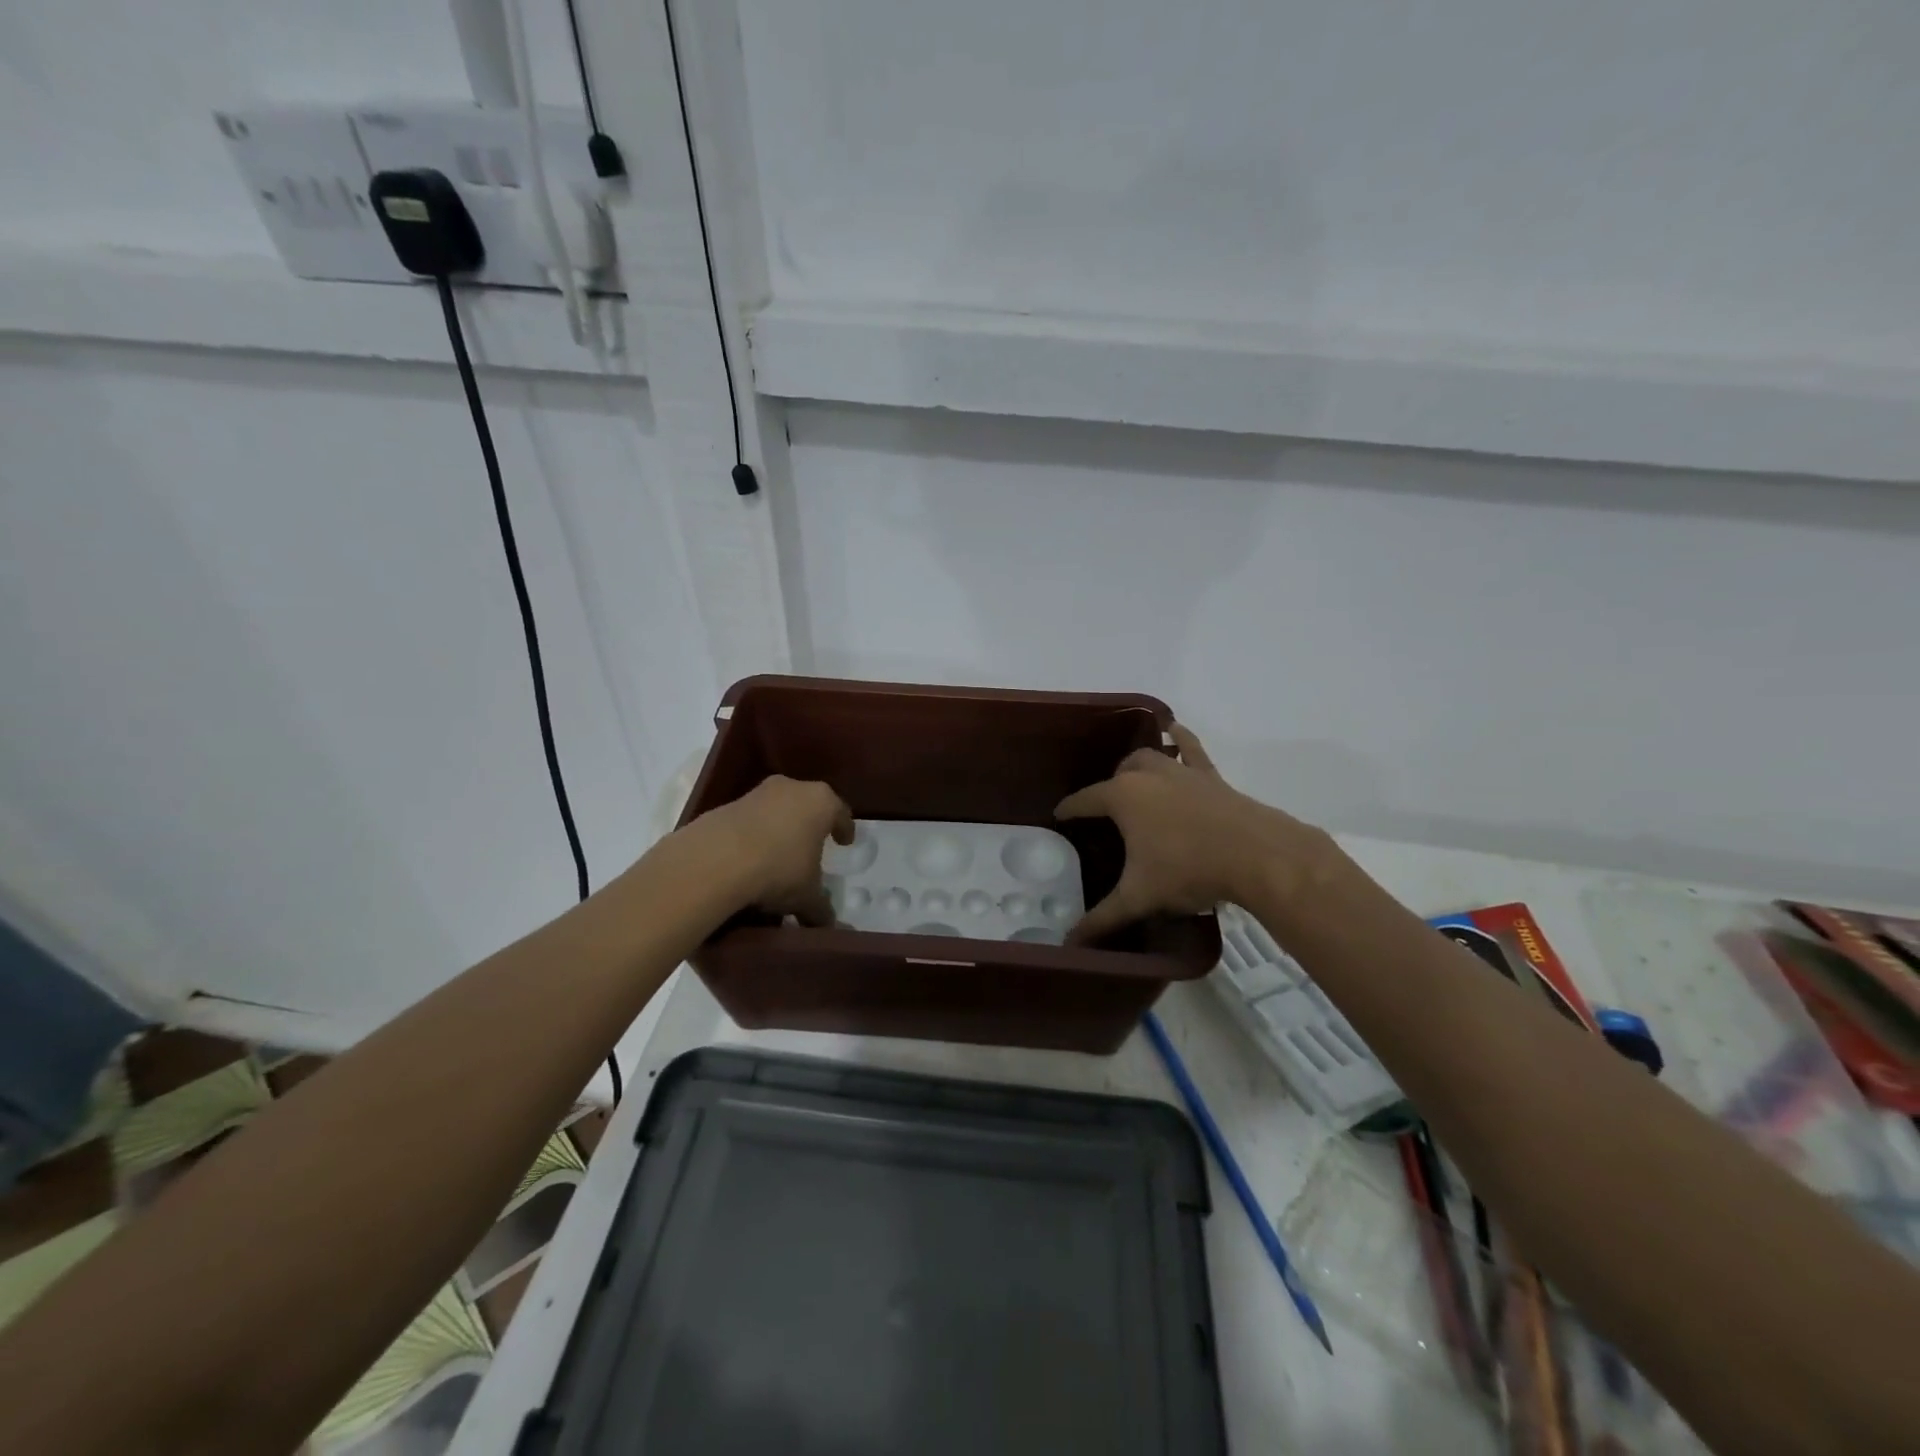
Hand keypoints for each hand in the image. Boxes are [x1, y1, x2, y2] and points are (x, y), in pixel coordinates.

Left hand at [687, 775, 853, 925]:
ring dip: (778, 829)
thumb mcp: (807, 896)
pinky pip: (748, 821)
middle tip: (811, 847)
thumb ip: (821, 909)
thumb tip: (827, 925)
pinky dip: (752, 835)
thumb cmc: (779, 870)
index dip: (844, 828)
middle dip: (809, 826)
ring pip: (776, 810)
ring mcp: (756, 793)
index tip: (844, 841)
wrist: (715, 861)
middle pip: (807, 805)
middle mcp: (791, 788)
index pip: (840, 812)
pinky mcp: (726, 805)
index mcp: (821, 801)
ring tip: (776, 857)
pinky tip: (748, 859)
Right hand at [1055, 725, 1337, 943]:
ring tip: (1132, 780)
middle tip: (1105, 814)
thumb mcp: (1140, 897)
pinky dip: (1179, 738)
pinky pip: (1189, 747)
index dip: (1069, 810)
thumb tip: (1070, 944)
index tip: (1059, 817)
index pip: (1083, 800)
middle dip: (1106, 789)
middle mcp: (1146, 774)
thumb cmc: (1189, 871)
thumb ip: (1102, 919)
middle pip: (1116, 774)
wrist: (1256, 855)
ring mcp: (1180, 770)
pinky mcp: (1209, 774)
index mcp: (1122, 797)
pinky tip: (1174, 729)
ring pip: (1149, 757)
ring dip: (1136, 766)